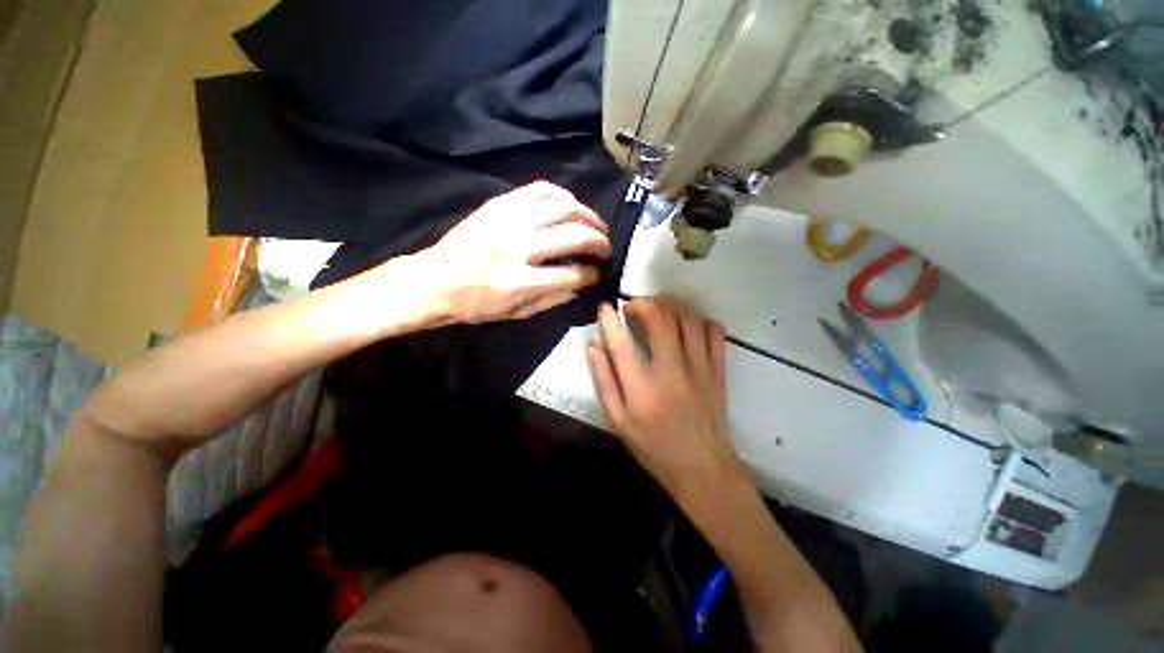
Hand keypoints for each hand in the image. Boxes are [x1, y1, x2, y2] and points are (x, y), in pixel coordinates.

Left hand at [417, 181, 610, 323]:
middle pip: (573, 235)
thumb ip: (552, 299)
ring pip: (562, 206)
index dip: (592, 274)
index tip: (599, 273)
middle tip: (606, 248)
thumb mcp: (515, 314)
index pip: (571, 274)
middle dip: (599, 241)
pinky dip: (562, 196)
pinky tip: (570, 206)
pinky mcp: (499, 204)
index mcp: (519, 282)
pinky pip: (539, 189)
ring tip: (595, 225)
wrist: (434, 280)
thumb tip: (581, 285)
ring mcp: (507, 221)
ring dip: (588, 215)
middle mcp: (517, 247)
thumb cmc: (475, 304)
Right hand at [587, 297, 747, 507]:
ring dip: (669, 304)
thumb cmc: (654, 447)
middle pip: (660, 319)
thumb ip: (603, 382)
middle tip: (632, 307)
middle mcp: (672, 372)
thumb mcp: (618, 422)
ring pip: (688, 318)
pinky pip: (714, 331)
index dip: (609, 320)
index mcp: (642, 389)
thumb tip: (593, 347)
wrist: (702, 467)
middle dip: (642, 303)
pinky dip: (698, 319)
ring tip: (657, 308)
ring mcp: (700, 368)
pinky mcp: (718, 370)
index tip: (605, 307)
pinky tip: (685, 325)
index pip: (621, 343)